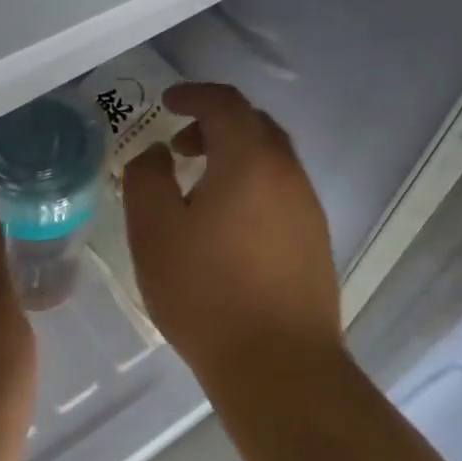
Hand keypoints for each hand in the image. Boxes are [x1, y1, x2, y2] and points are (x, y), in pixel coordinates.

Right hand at [123, 83, 340, 378]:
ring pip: (271, 160)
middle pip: (255, 126)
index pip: (225, 104)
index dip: (193, 95)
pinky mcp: (315, 240)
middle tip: (180, 145)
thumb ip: (147, 178)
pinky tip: (227, 224)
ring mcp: (308, 208)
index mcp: (250, 160)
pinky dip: (252, 185)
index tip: (167, 102)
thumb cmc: (206, 293)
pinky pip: (281, 192)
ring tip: (199, 188)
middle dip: (215, 124)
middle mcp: (288, 174)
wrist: (278, 365)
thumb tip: (158, 154)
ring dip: (235, 157)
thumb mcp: (154, 231)